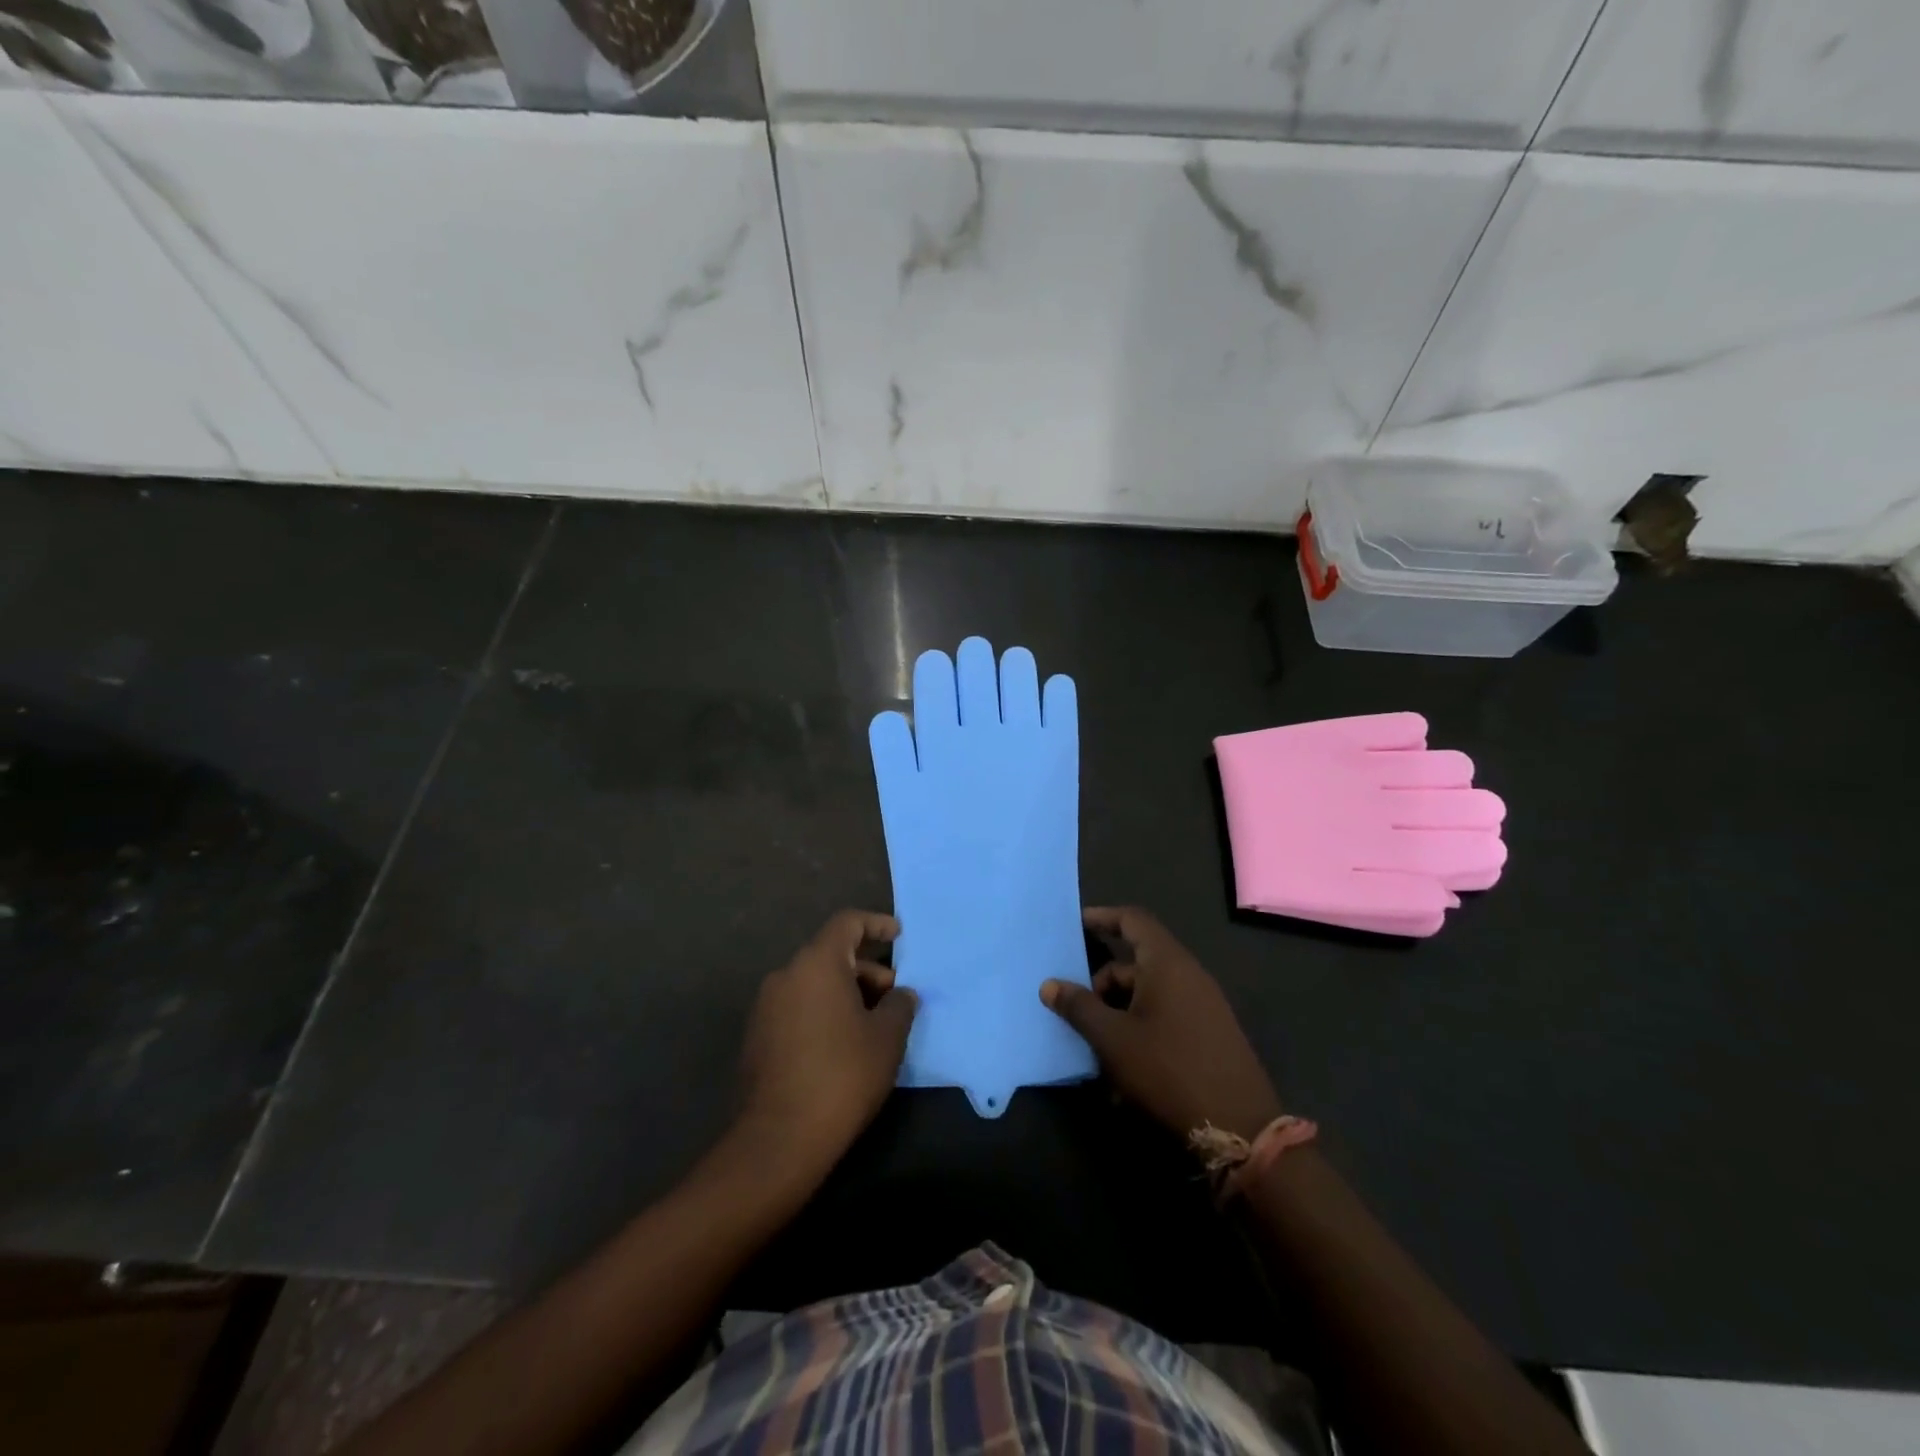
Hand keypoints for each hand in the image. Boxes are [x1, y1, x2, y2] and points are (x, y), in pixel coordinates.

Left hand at [736, 911, 916, 1178]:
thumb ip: (900, 1005)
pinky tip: (844, 1044)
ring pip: (814, 983)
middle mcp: (786, 975)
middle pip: (831, 955)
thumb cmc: (842, 1075)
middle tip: (894, 997)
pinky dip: (824, 1011)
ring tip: (874, 1024)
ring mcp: (766, 1006)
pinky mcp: (757, 1036)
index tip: (898, 934)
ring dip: (846, 993)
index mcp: (817, 964)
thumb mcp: (887, 1038)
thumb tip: (901, 994)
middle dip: (867, 970)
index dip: (876, 923)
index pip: (847, 923)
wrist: (779, 1139)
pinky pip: (798, 1007)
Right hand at [1041, 907, 1280, 1140]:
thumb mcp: (1112, 1039)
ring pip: (1148, 995)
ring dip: (1118, 1013)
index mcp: (1167, 963)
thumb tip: (1049, 985)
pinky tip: (1123, 1071)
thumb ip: (1079, 1007)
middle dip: (1102, 984)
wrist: (1239, 1128)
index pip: (1133, 920)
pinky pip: (1166, 1017)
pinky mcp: (1210, 1035)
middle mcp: (1189, 975)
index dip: (1102, 917)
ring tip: (1096, 1050)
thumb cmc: (1168, 1069)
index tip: (1075, 925)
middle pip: (1136, 963)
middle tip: (1077, 1011)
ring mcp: (1203, 1006)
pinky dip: (1139, 1031)